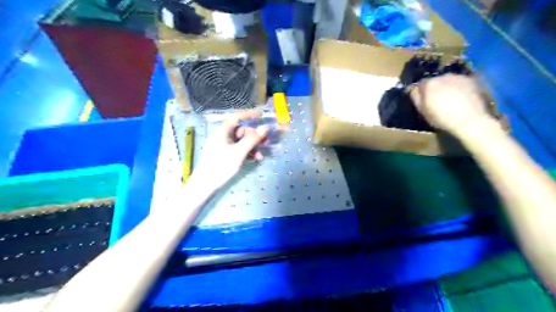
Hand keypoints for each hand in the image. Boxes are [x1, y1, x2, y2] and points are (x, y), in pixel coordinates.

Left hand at [191, 110, 268, 189]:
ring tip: (260, 157)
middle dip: (254, 137)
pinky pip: (237, 149)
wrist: (204, 185)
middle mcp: (222, 136)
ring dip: (252, 147)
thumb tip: (265, 128)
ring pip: (241, 142)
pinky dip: (246, 152)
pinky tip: (253, 160)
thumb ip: (252, 140)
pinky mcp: (223, 155)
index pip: (237, 117)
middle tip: (266, 142)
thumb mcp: (239, 152)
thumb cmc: (220, 166)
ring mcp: (223, 146)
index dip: (249, 114)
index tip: (261, 114)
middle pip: (241, 131)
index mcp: (223, 131)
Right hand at [407, 76, 495, 135]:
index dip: (419, 92)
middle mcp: (443, 76)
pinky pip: (460, 82)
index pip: (419, 83)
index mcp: (429, 84)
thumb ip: (415, 97)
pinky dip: (459, 88)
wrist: (470, 120)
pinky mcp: (472, 80)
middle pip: (434, 81)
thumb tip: (411, 88)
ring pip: (448, 80)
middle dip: (433, 88)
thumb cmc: (441, 118)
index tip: (420, 99)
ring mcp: (459, 77)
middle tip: (435, 100)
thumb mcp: (422, 111)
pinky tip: (461, 98)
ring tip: (449, 99)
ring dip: (446, 87)